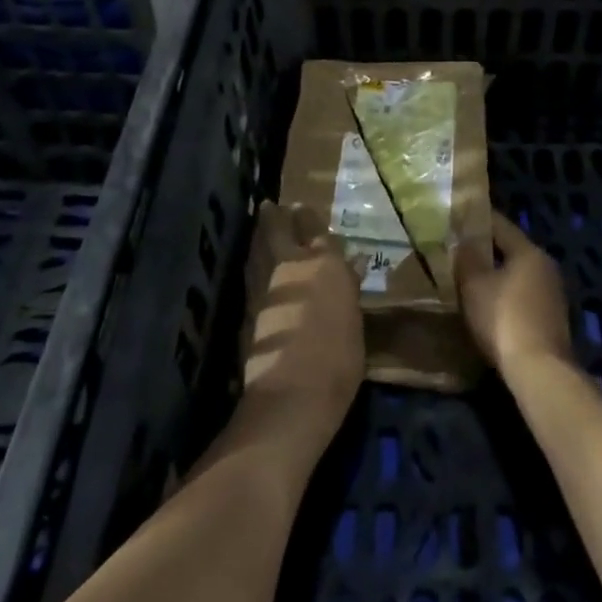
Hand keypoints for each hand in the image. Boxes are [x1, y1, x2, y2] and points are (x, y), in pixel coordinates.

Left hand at [241, 202, 365, 436]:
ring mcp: (266, 286)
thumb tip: (352, 266)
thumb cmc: (338, 360)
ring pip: (260, 248)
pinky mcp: (248, 309)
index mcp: (326, 264)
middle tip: (271, 205)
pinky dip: (253, 263)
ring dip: (260, 235)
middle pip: (280, 229)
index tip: (303, 208)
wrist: (292, 395)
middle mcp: (293, 265)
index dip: (310, 219)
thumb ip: (347, 289)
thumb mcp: (354, 322)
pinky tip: (254, 265)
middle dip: (277, 216)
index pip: (318, 231)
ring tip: (261, 225)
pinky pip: (252, 273)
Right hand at [455, 213, 573, 381]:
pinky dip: (506, 297)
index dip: (478, 220)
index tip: (458, 218)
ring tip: (469, 279)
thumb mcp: (474, 285)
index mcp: (529, 251)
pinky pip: (523, 297)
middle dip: (486, 250)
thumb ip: (467, 259)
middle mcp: (545, 266)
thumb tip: (462, 241)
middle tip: (459, 250)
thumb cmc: (503, 318)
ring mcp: (553, 294)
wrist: (539, 371)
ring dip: (496, 276)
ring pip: (518, 275)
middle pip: (511, 250)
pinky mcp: (552, 320)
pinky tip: (488, 306)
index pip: (501, 225)